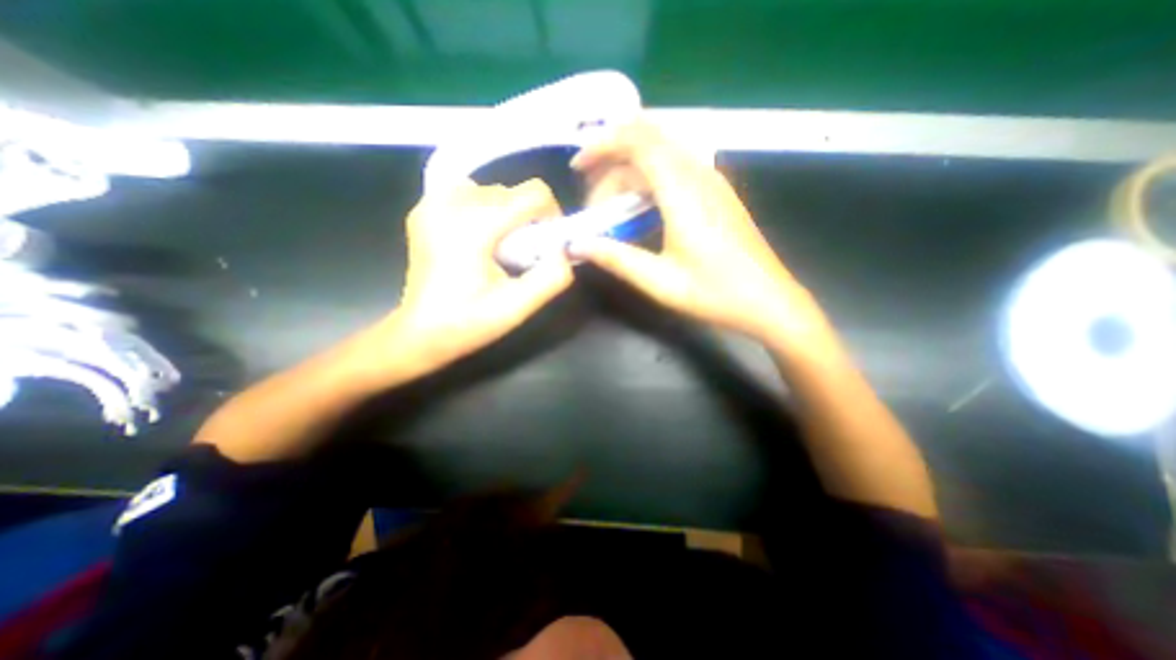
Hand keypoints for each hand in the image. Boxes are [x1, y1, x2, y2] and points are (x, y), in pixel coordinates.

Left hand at [383, 182, 571, 372]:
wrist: (419, 333)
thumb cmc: (468, 323)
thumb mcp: (517, 307)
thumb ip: (551, 278)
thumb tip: (565, 252)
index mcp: (474, 225)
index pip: (533, 193)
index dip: (551, 215)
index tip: (547, 243)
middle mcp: (451, 203)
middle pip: (513, 192)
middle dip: (527, 219)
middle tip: (521, 254)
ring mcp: (432, 203)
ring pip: (492, 191)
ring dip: (506, 214)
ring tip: (499, 248)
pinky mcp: (424, 209)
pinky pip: (468, 195)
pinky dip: (484, 211)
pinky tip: (478, 239)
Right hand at [570, 123, 824, 349]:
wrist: (768, 300)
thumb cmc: (715, 293)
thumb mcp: (660, 282)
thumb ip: (617, 259)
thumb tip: (578, 245)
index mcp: (683, 193)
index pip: (638, 142)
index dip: (603, 146)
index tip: (579, 169)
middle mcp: (699, 175)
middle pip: (649, 141)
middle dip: (612, 158)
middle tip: (593, 197)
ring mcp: (713, 181)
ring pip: (663, 152)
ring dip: (631, 168)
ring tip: (611, 202)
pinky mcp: (718, 192)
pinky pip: (677, 167)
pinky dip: (650, 176)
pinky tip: (641, 206)